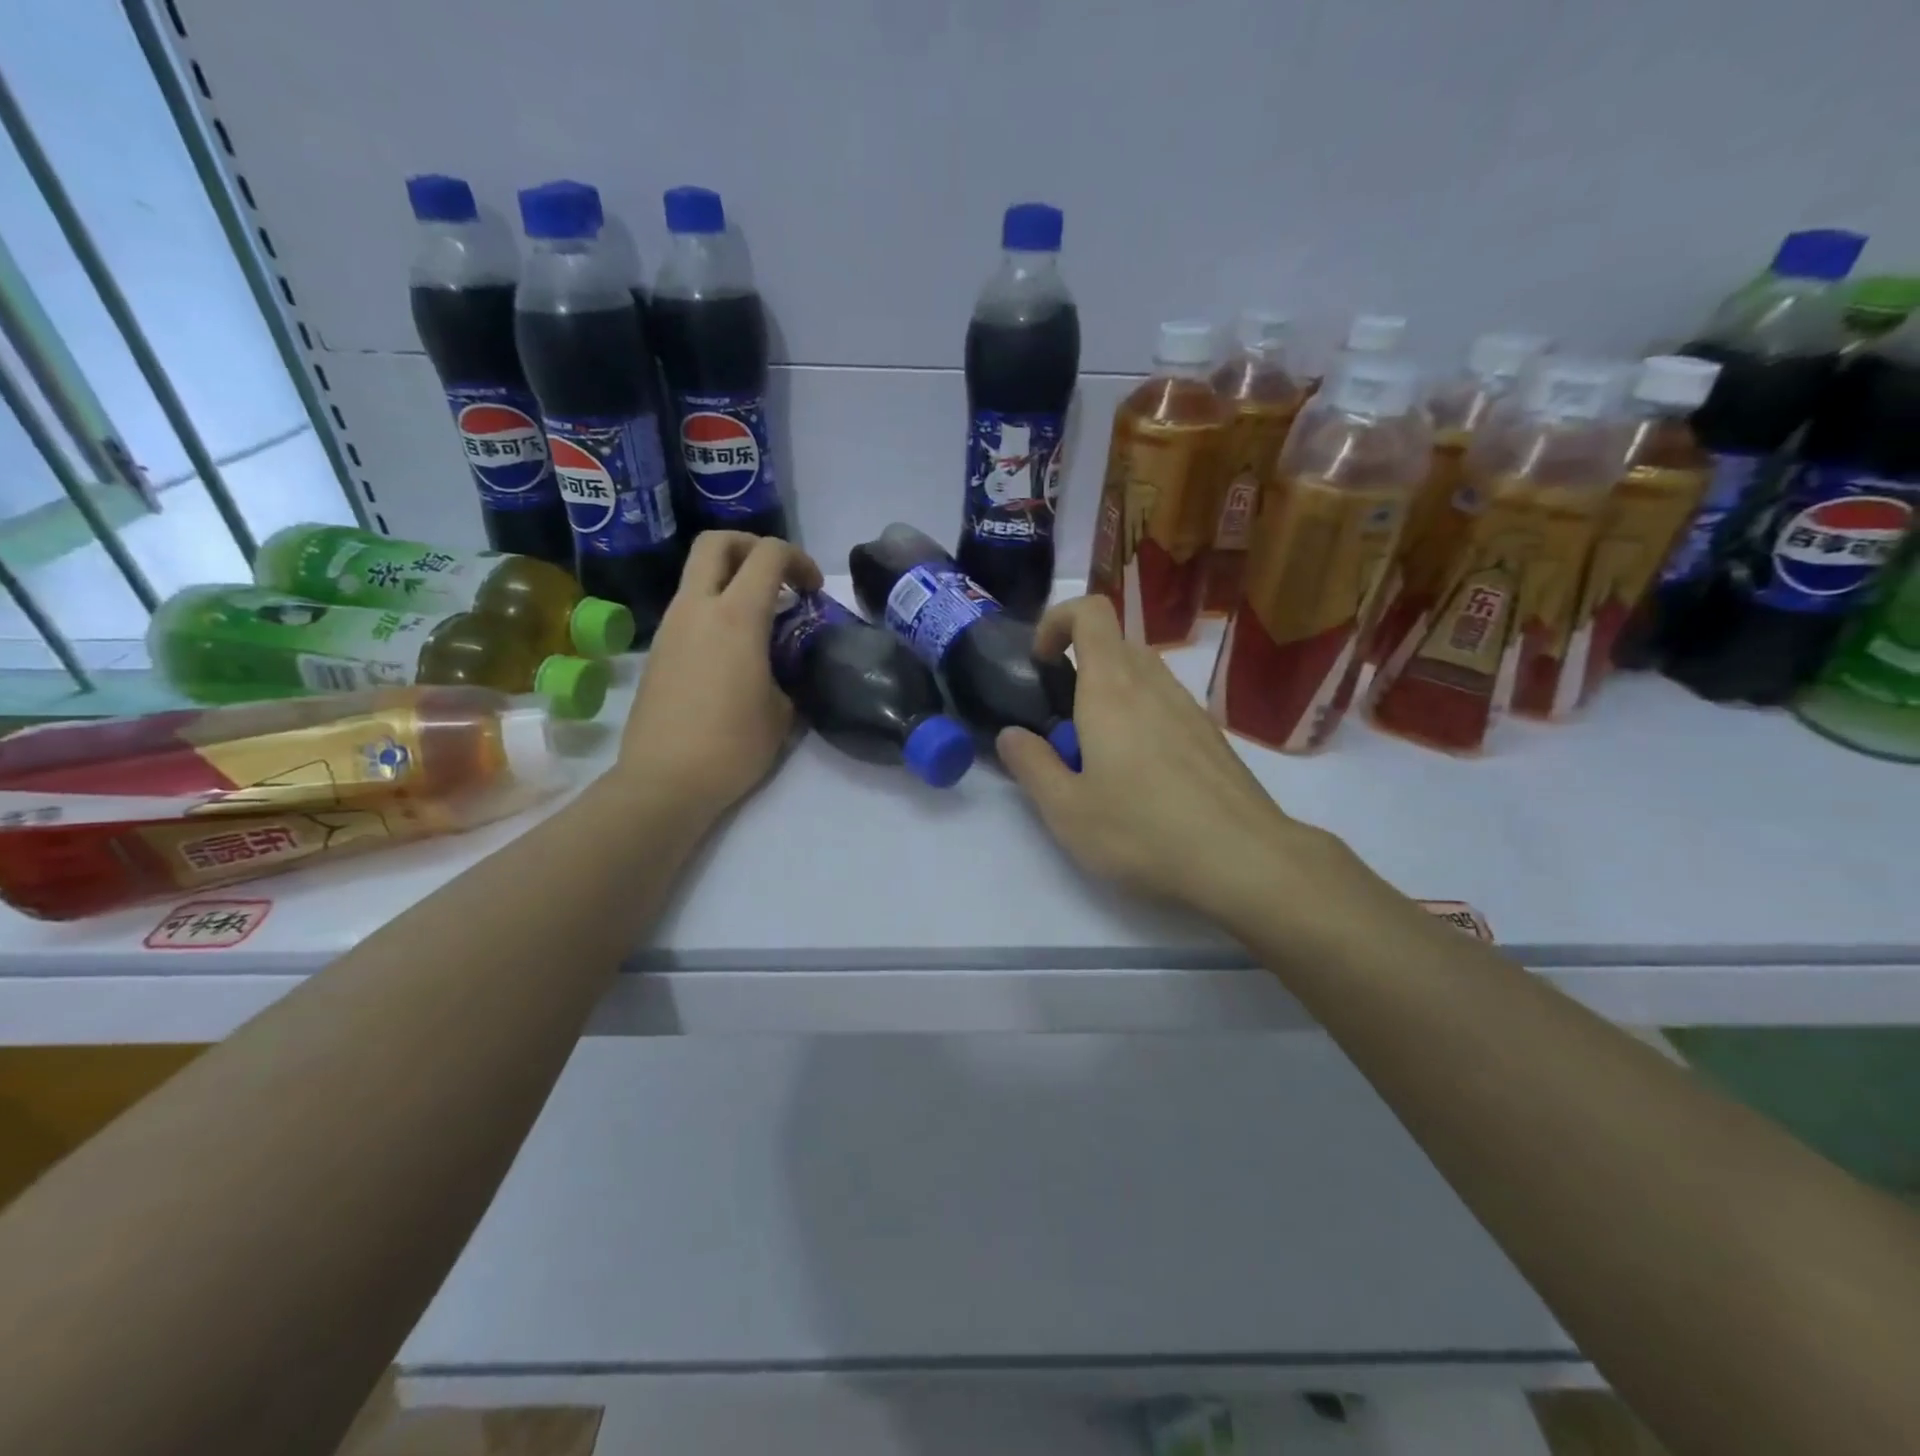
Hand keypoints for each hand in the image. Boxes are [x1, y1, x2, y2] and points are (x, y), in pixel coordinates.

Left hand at [614, 532, 821, 820]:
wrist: (664, 781)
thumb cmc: (732, 746)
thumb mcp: (782, 711)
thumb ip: (789, 673)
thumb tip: (784, 667)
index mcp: (735, 617)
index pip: (768, 555)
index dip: (799, 560)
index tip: (813, 592)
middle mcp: (696, 609)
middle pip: (717, 543)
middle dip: (752, 547)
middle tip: (777, 578)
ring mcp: (670, 627)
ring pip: (697, 575)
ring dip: (731, 580)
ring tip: (759, 619)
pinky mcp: (657, 650)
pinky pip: (688, 609)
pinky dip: (714, 609)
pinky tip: (732, 651)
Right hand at [996, 596, 1362, 933]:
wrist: (1244, 860)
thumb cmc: (1142, 831)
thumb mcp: (1066, 810)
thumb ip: (1031, 765)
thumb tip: (1012, 735)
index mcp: (1111, 689)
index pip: (1090, 612)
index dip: (1057, 621)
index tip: (1040, 664)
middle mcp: (1153, 684)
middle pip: (1114, 644)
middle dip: (1080, 669)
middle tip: (1064, 725)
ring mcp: (1188, 708)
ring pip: (1142, 676)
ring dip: (1111, 698)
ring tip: (1101, 758)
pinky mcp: (1210, 735)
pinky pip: (1166, 706)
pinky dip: (1142, 720)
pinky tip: (1142, 779)